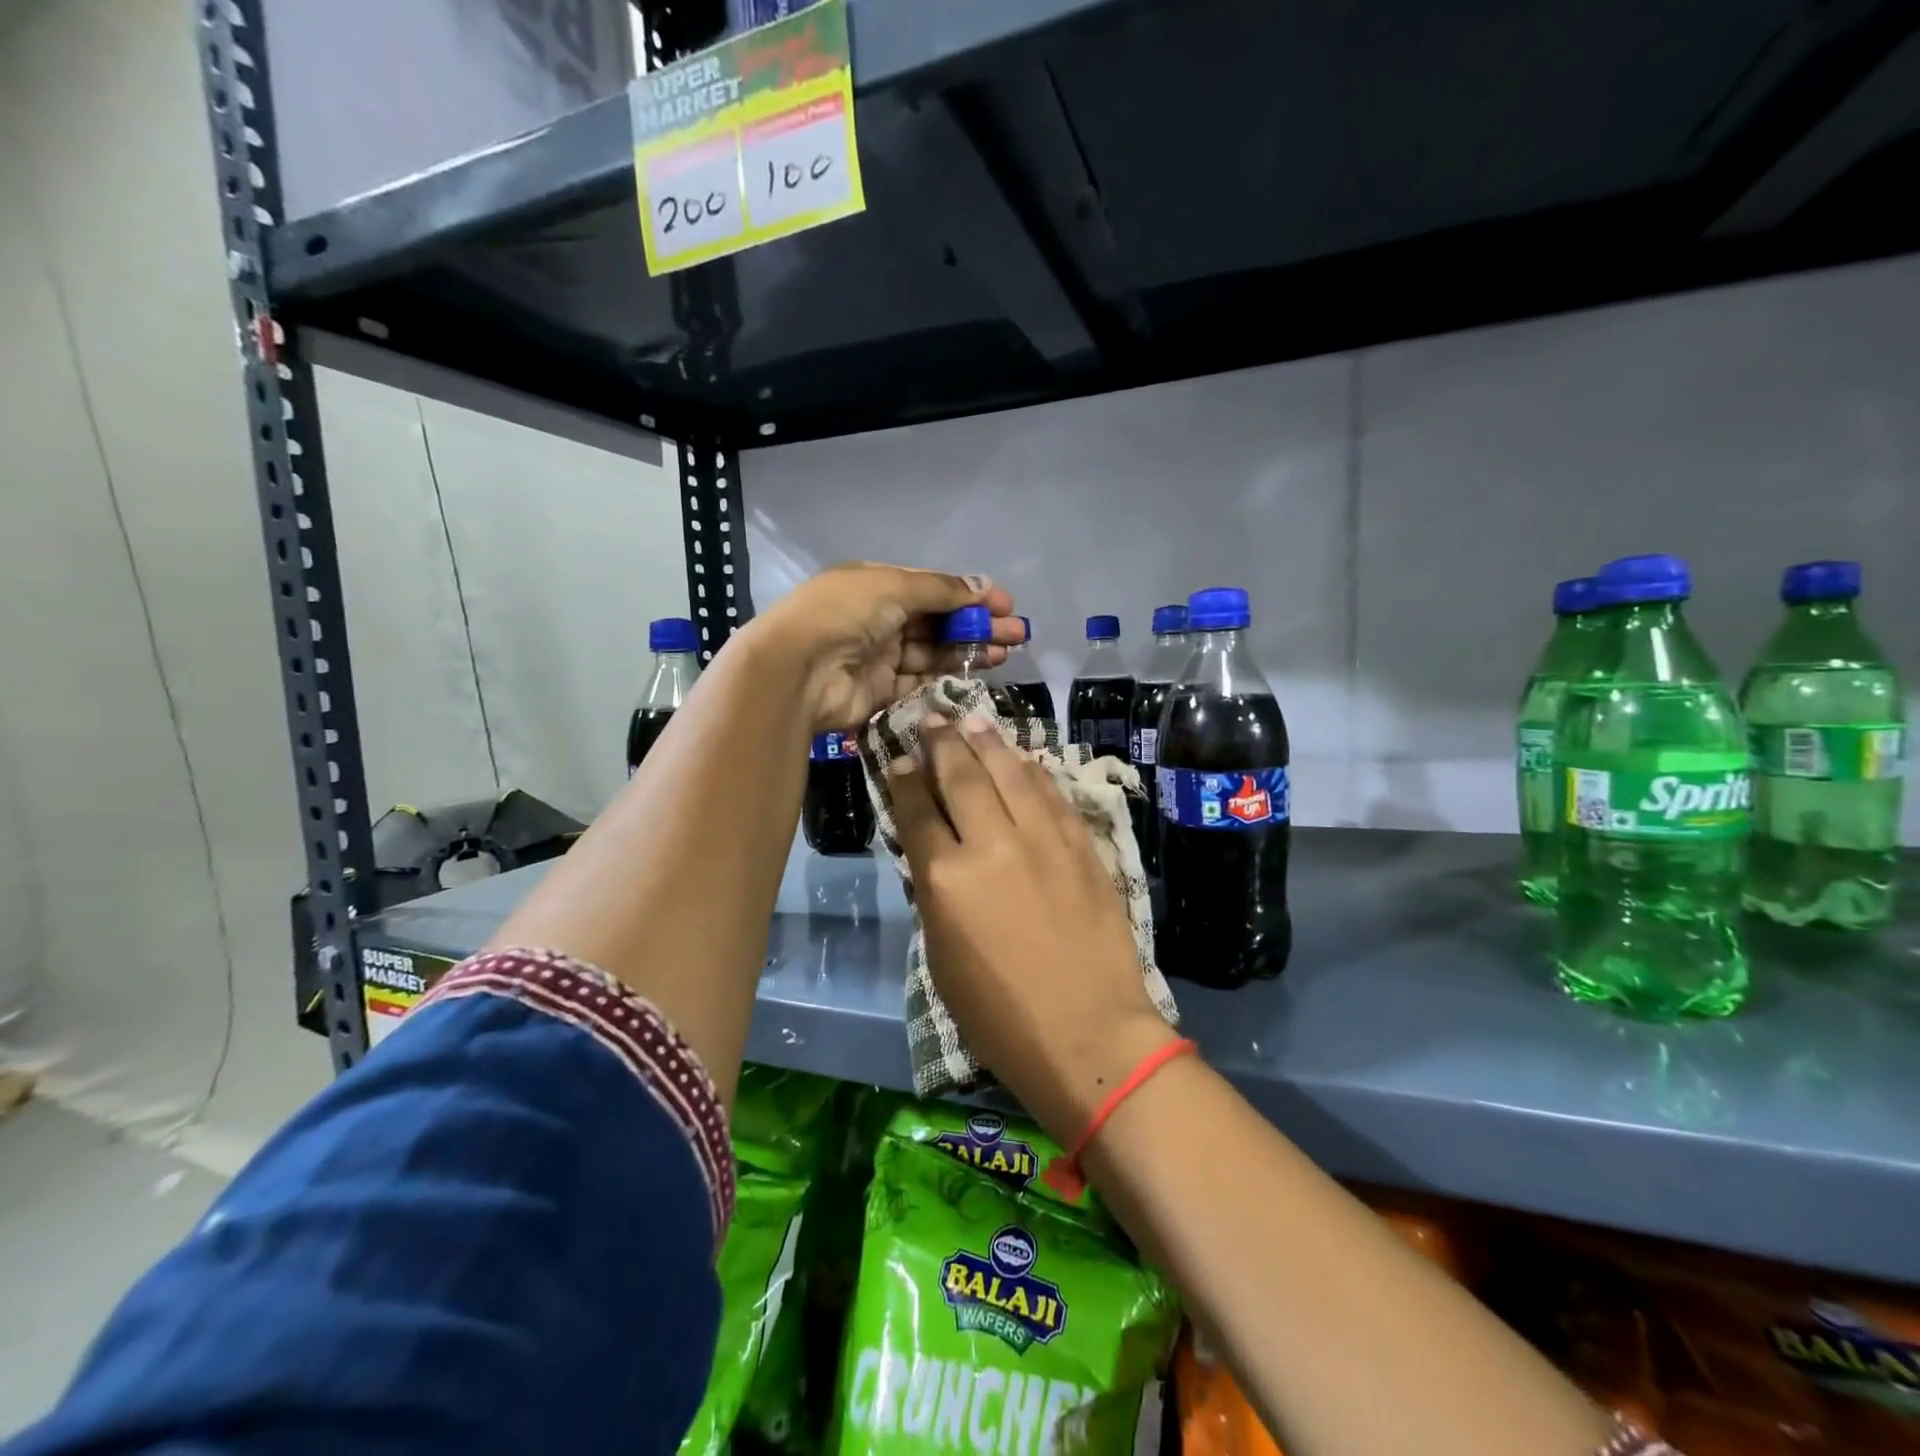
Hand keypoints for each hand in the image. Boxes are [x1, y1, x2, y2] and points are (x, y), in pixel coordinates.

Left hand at [751, 563, 1021, 734]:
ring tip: (1006, 653)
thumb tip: (981, 587)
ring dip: (969, 650)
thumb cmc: (844, 614)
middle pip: (937, 621)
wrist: (798, 670)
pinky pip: (920, 681)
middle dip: (977, 625)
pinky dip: (947, 676)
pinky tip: (977, 674)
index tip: (1004, 604)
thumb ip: (940, 590)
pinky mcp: (880, 691)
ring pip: (933, 652)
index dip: (968, 596)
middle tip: (1016, 633)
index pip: (931, 588)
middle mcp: (878, 618)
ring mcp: (879, 656)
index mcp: (876, 585)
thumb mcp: (893, 586)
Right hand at [887, 716, 1176, 1143]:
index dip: (903, 779)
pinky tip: (1024, 758)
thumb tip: (934, 850)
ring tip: (972, 720)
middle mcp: (992, 844)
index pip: (917, 810)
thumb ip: (935, 893)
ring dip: (987, 742)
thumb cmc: (1000, 1016)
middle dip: (941, 743)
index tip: (898, 759)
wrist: (1089, 1035)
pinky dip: (1033, 770)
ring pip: (1010, 771)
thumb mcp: (942, 958)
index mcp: (947, 879)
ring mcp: (1043, 839)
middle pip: (961, 776)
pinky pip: (1053, 793)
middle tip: (931, 720)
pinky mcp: (1082, 845)